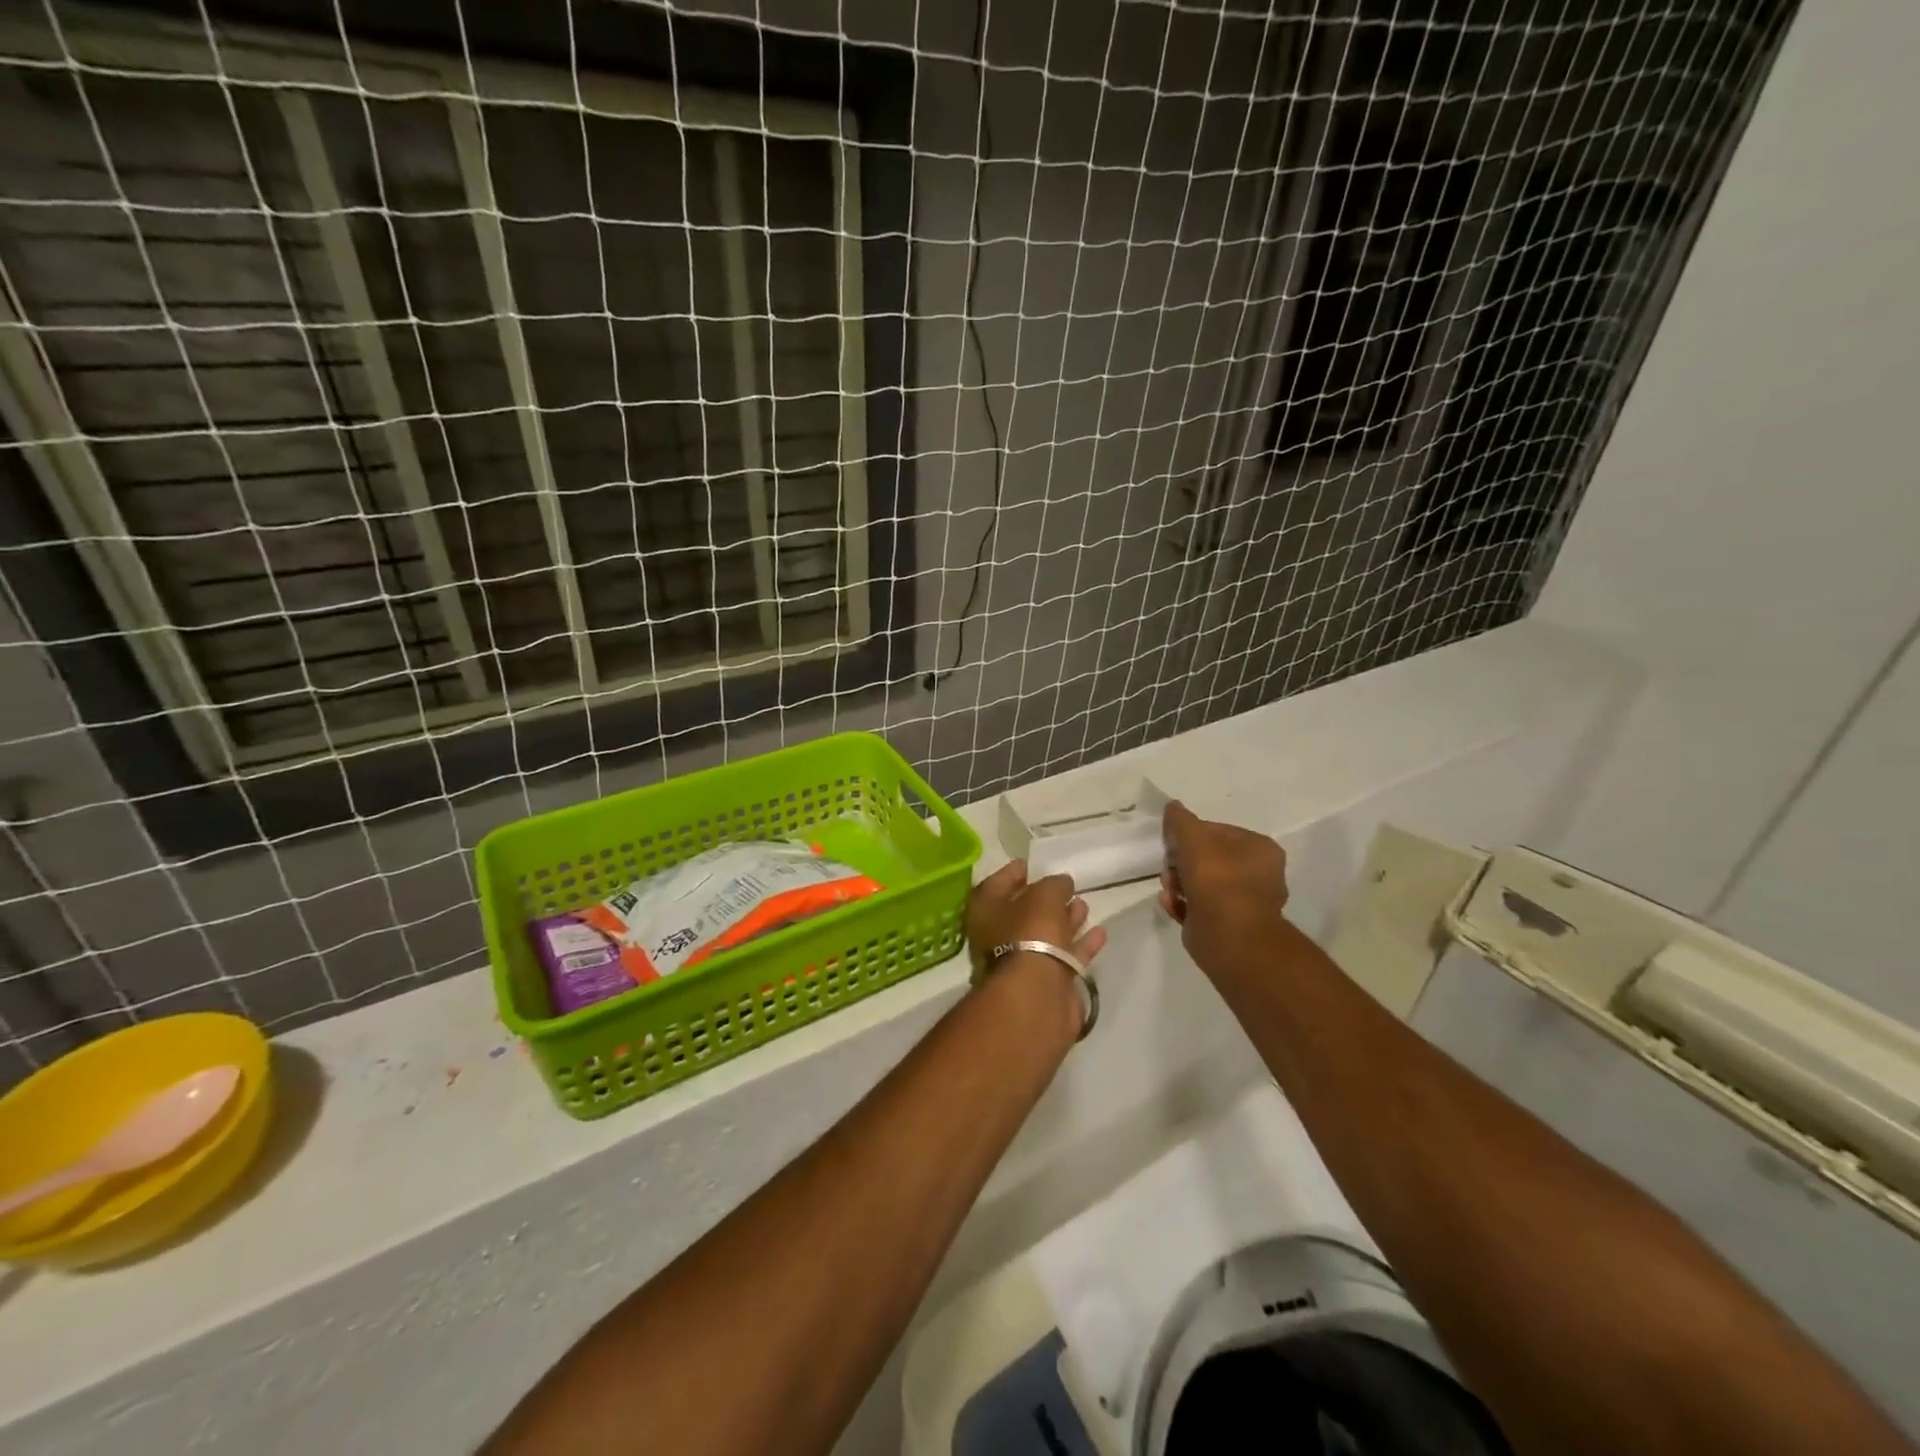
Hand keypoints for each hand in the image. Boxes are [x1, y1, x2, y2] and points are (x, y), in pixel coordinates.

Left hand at [965, 861, 1107, 967]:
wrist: (1037, 994)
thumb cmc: (1031, 932)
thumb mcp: (1044, 896)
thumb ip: (1054, 885)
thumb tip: (1062, 882)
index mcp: (985, 911)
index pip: (997, 884)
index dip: (1013, 873)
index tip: (1030, 864)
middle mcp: (998, 936)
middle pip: (1023, 912)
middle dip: (1044, 899)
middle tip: (1065, 885)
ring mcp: (1023, 961)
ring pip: (1046, 935)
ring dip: (1065, 920)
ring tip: (1084, 903)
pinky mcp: (1047, 981)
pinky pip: (1066, 955)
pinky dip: (1081, 944)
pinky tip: (1100, 932)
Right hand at [1159, 800, 1289, 972]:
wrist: (1228, 936)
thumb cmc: (1217, 879)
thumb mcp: (1193, 838)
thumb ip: (1180, 820)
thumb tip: (1172, 806)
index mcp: (1259, 848)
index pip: (1216, 831)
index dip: (1189, 835)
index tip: (1172, 844)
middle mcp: (1256, 873)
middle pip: (1205, 857)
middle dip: (1180, 863)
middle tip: (1170, 870)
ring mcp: (1242, 900)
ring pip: (1198, 882)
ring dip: (1176, 884)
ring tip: (1169, 892)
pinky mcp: (1226, 924)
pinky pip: (1198, 905)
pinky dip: (1182, 904)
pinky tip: (1172, 905)